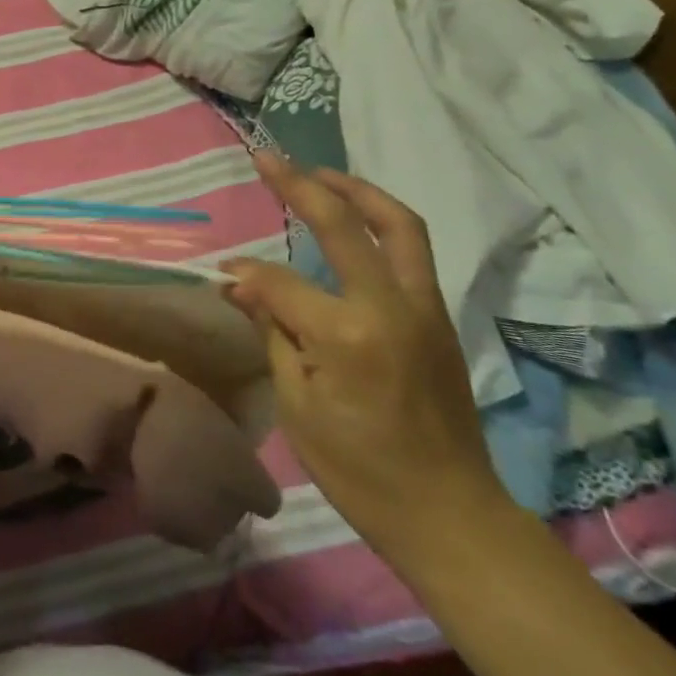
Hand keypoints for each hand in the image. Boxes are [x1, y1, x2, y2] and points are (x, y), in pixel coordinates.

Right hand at [222, 152, 514, 572]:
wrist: (452, 516)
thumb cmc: (361, 472)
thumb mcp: (298, 408)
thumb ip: (272, 332)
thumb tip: (240, 283)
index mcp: (348, 334)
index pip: (281, 282)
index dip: (247, 274)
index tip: (223, 275)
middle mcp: (391, 306)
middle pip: (346, 224)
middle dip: (302, 185)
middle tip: (268, 158)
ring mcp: (424, 308)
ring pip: (399, 224)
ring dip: (357, 190)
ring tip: (320, 174)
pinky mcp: (439, 318)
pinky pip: (412, 251)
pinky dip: (380, 222)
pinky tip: (352, 223)